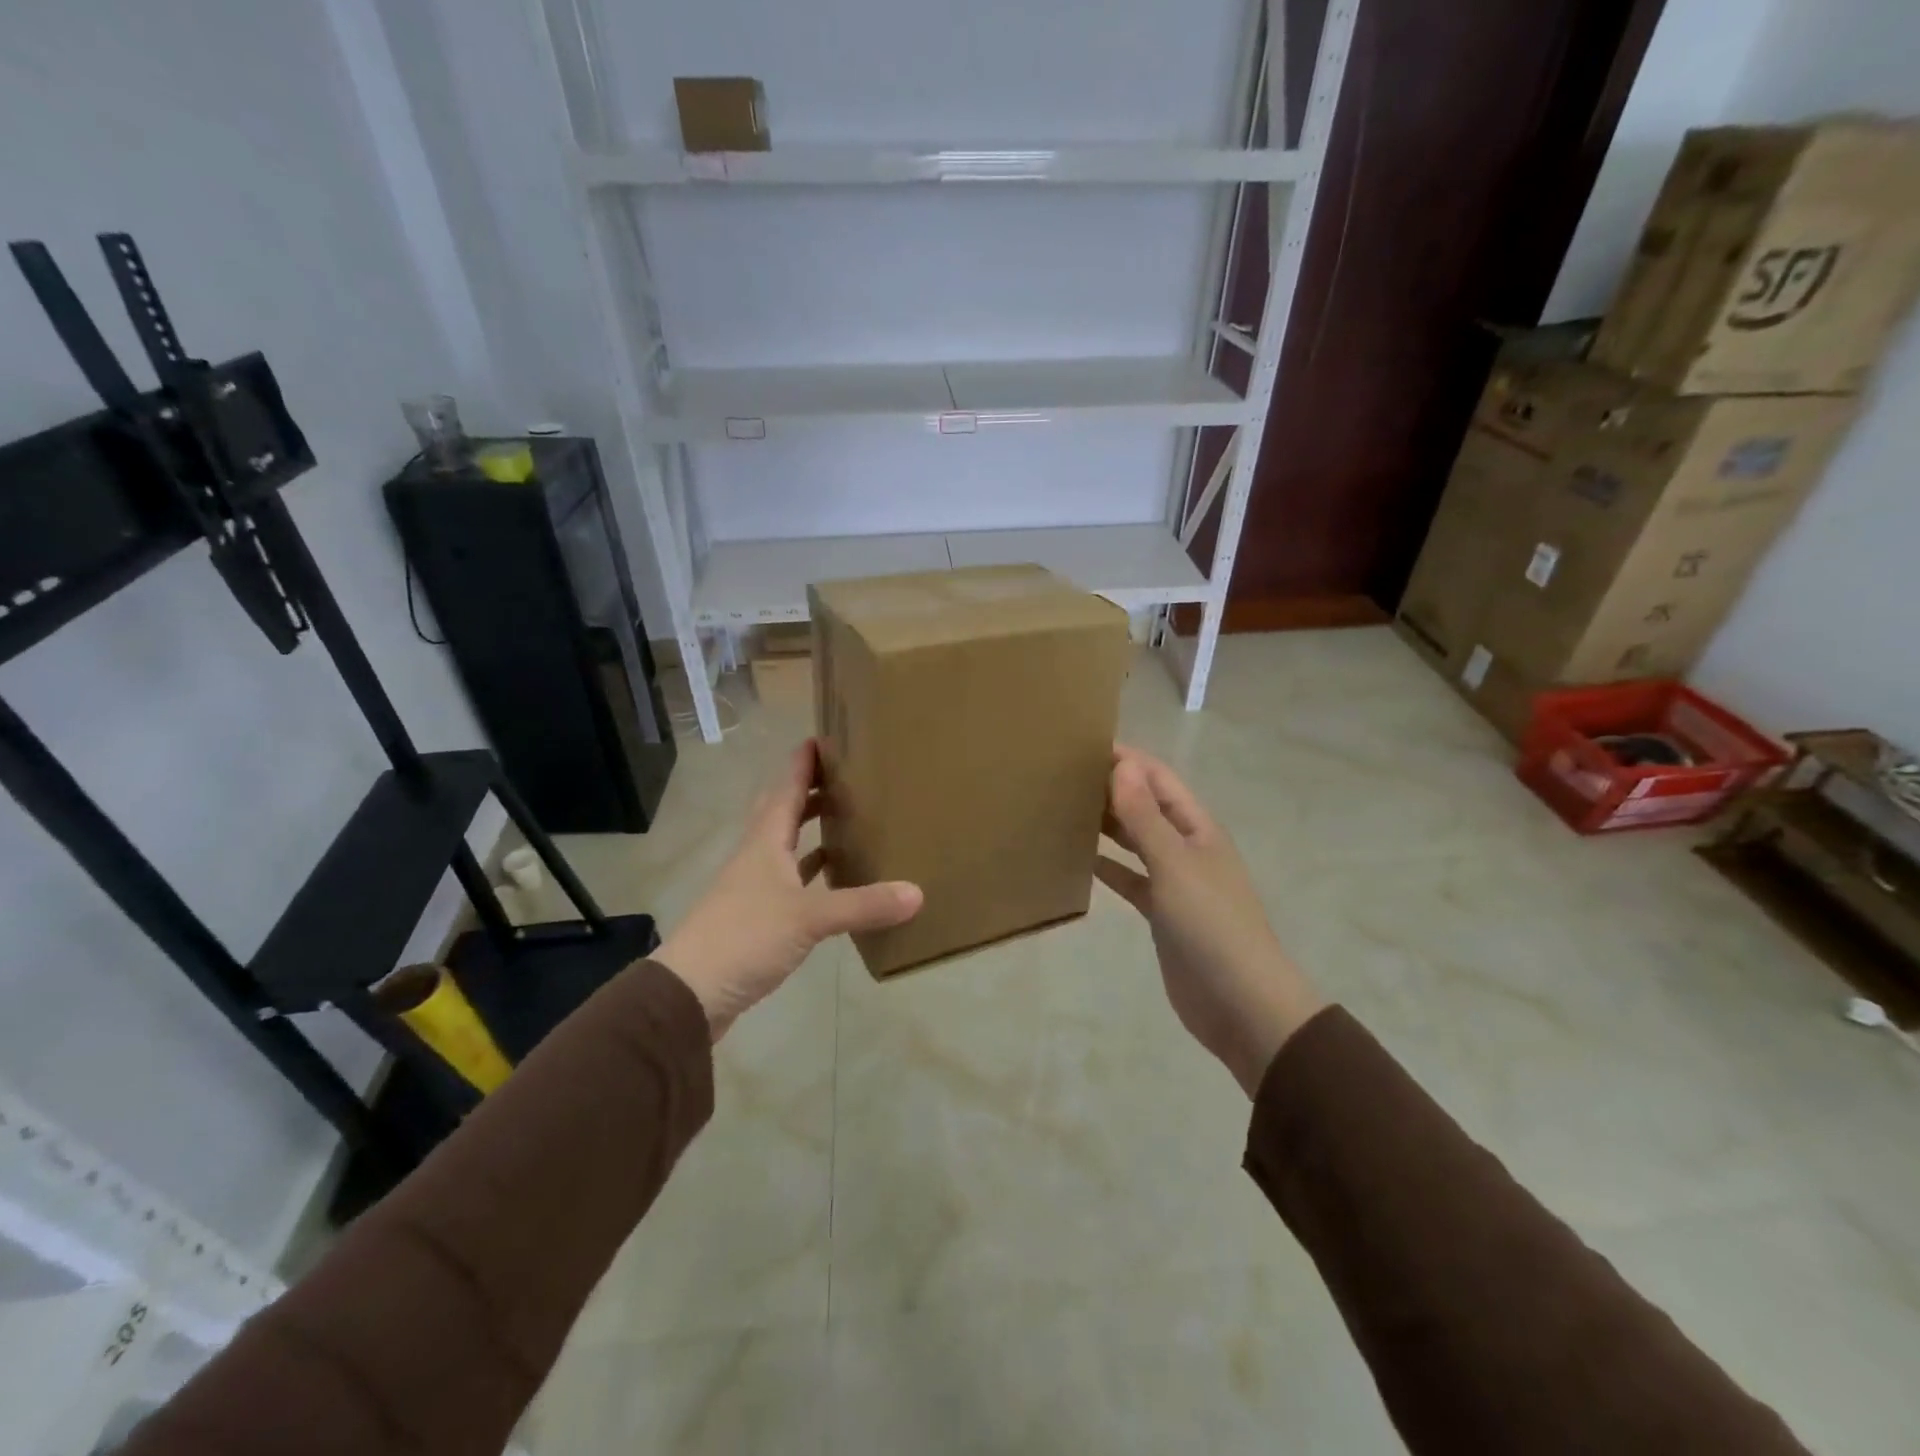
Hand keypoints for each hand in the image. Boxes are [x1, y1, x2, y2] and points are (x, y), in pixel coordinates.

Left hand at [655, 740, 922, 1039]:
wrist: (690, 993)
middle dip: (809, 790)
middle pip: (782, 811)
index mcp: (764, 842)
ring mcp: (753, 888)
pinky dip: (810, 872)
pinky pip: (788, 881)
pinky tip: (831, 878)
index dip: (803, 762)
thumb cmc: (745, 937)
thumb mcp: (809, 918)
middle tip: (846, 776)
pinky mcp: (756, 917)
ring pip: (784, 846)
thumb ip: (862, 905)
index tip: (826, 737)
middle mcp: (756, 856)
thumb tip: (917, 892)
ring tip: (846, 818)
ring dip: (809, 830)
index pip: (785, 788)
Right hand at [1095, 745, 1325, 1095]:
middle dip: (1113, 788)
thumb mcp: (1175, 865)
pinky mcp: (1161, 912)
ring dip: (1107, 825)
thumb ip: (1145, 817)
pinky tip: (1079, 859)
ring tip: (1064, 807)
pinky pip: (1129, 879)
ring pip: (1135, 841)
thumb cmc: (1211, 925)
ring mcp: (1174, 881)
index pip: (1158, 779)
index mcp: (1197, 828)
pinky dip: (1107, 867)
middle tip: (1063, 775)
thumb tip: (1122, 764)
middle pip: (1146, 806)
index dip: (1127, 760)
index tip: (1083, 745)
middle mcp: (1186, 847)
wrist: (1240, 1003)